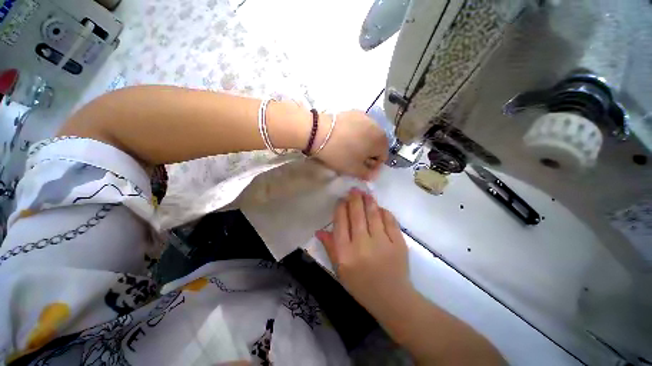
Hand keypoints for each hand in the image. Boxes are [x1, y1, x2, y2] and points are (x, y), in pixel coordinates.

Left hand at [314, 111, 387, 180]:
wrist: (320, 133)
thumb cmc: (340, 154)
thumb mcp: (354, 170)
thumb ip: (368, 174)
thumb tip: (373, 174)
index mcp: (381, 141)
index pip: (383, 157)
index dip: (372, 165)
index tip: (361, 168)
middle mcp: (378, 126)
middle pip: (376, 144)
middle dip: (368, 153)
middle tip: (354, 158)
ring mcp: (365, 116)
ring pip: (368, 134)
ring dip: (363, 142)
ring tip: (349, 147)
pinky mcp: (354, 111)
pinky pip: (359, 126)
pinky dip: (356, 132)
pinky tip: (344, 137)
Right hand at [315, 188, 411, 312]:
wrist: (392, 299)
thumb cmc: (362, 286)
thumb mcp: (340, 270)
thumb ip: (330, 248)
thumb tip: (320, 230)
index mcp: (346, 253)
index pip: (341, 222)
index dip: (341, 208)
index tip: (341, 200)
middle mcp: (362, 244)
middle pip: (356, 215)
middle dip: (354, 199)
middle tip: (354, 190)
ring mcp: (382, 242)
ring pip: (373, 214)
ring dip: (369, 201)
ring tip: (366, 193)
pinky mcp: (398, 243)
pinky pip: (390, 221)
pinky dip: (384, 212)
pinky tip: (380, 208)